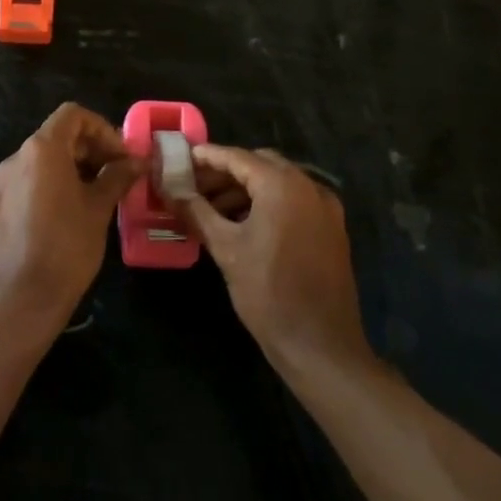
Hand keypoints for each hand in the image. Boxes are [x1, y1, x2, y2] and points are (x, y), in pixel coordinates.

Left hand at [0, 103, 140, 333]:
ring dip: (75, 166)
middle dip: (91, 149)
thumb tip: (136, 161)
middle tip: (118, 174)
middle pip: (58, 135)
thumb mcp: (98, 209)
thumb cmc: (66, 247)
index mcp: (41, 150)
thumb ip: (117, 177)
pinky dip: (55, 183)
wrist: (21, 298)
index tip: (121, 156)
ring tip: (101, 194)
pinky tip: (74, 211)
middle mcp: (17, 158)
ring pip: (44, 159)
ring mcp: (4, 183)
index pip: (73, 115)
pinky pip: (31, 180)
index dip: (102, 129)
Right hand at [176, 145, 368, 371]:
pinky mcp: (331, 228)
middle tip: (194, 186)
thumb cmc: (268, 292)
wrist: (320, 344)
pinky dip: (268, 204)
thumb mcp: (225, 249)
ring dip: (246, 189)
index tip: (181, 158)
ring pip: (279, 183)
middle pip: (261, 165)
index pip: (238, 157)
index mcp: (283, 185)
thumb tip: (169, 189)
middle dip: (226, 172)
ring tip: (212, 209)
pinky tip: (243, 224)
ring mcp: (325, 207)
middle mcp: (309, 186)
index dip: (207, 157)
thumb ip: (196, 211)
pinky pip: (295, 202)